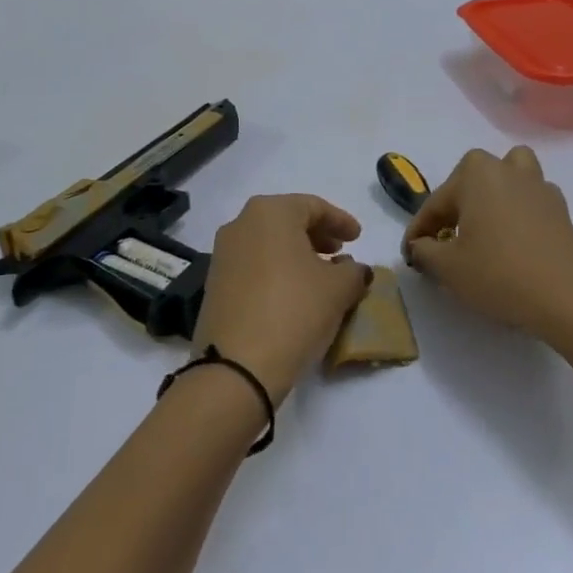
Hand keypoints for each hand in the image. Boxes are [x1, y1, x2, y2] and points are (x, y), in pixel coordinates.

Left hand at [195, 195, 372, 402]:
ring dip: (296, 254)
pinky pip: (254, 265)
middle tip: (340, 253)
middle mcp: (241, 224)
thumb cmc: (295, 310)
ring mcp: (223, 254)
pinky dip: (277, 270)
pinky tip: (294, 293)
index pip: (313, 206)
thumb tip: (352, 269)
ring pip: (268, 243)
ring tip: (320, 275)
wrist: (237, 366)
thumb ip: (354, 271)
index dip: (340, 221)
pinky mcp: (215, 284)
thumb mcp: (339, 288)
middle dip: (317, 235)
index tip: (358, 238)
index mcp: (271, 212)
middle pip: (287, 221)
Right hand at [403, 146, 572, 345]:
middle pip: (472, 180)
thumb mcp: (448, 267)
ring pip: (509, 178)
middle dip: (455, 206)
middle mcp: (509, 170)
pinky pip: (530, 202)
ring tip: (483, 228)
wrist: (570, 297)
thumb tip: (420, 246)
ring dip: (492, 196)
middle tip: (445, 240)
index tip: (410, 255)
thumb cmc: (500, 274)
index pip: (435, 203)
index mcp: (477, 173)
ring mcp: (540, 188)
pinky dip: (518, 214)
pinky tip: (512, 242)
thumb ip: (425, 251)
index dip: (418, 232)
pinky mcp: (561, 211)